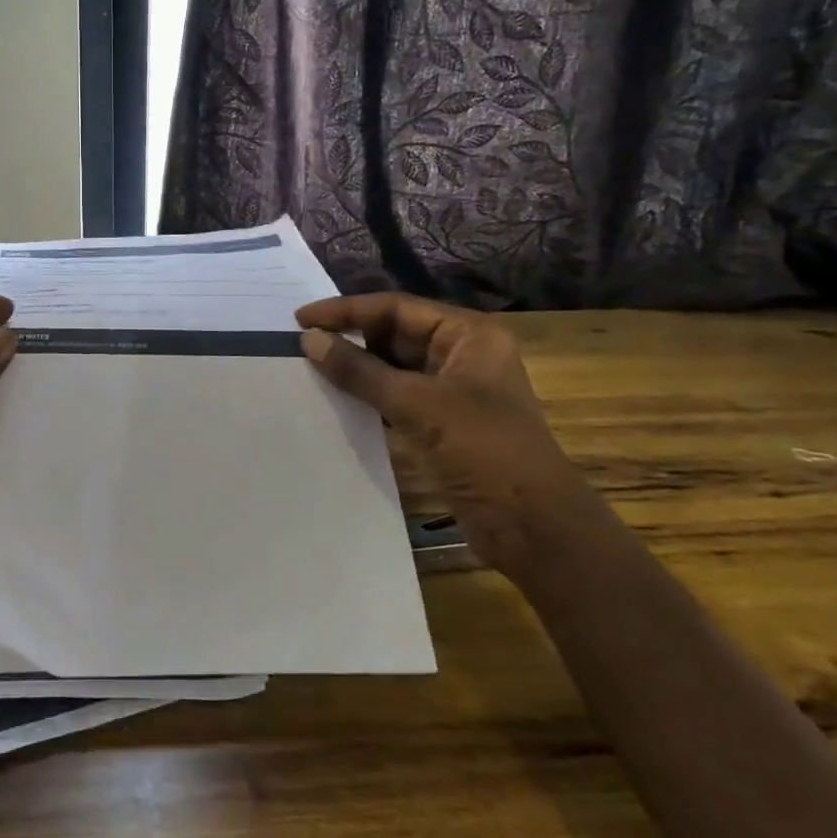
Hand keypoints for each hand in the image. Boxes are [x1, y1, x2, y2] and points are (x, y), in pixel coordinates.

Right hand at [295, 293, 609, 580]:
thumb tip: (309, 340)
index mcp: (468, 336)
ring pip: (393, 367)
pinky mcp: (443, 424)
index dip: (347, 311)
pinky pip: (396, 398)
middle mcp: (461, 355)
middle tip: (301, 345)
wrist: (534, 529)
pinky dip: (368, 397)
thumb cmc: (485, 451)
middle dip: (350, 338)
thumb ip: (361, 371)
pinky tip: (337, 401)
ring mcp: (453, 391)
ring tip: (310, 370)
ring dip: (357, 369)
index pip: (396, 308)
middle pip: (394, 334)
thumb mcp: (419, 406)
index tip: (301, 319)